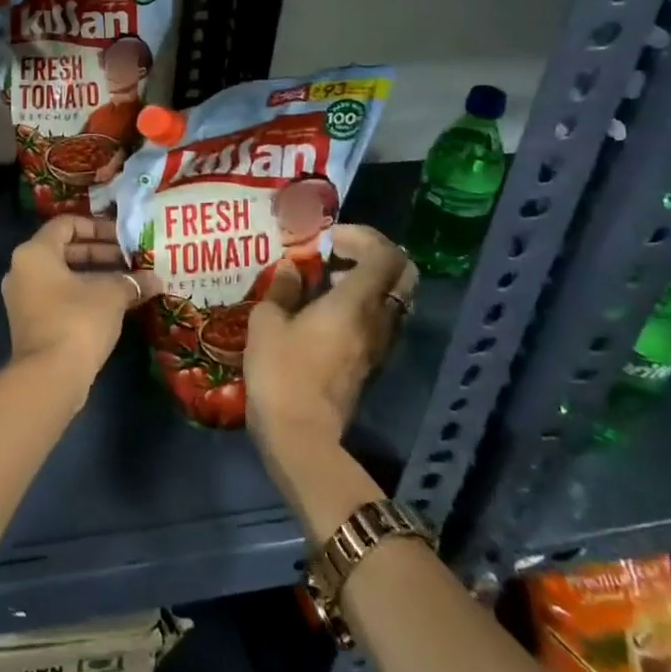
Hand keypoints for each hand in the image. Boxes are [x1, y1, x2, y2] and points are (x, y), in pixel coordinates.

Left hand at [1, 215, 141, 394]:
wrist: (49, 377)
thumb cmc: (77, 321)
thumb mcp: (110, 295)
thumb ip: (132, 281)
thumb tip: (155, 280)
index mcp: (34, 252)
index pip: (66, 224)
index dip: (97, 226)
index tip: (123, 237)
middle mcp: (22, 270)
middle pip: (64, 250)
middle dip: (101, 252)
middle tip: (132, 259)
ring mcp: (23, 299)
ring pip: (63, 276)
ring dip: (96, 276)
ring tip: (129, 281)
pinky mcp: (31, 323)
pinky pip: (59, 297)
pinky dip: (84, 295)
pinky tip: (115, 305)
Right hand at [244, 225, 415, 453]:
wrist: (301, 435)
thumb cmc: (280, 372)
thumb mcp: (267, 323)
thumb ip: (282, 289)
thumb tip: (290, 268)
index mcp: (356, 303)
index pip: (385, 254)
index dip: (361, 236)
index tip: (327, 238)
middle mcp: (379, 320)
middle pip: (402, 274)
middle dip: (374, 254)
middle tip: (337, 253)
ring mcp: (380, 345)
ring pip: (394, 298)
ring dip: (369, 279)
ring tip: (328, 279)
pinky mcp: (372, 363)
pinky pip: (381, 319)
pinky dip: (364, 303)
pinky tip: (326, 310)